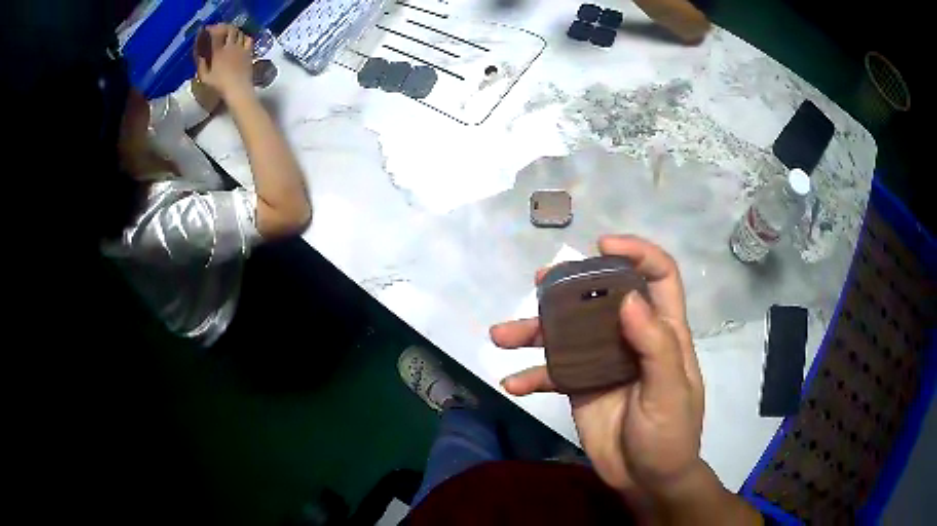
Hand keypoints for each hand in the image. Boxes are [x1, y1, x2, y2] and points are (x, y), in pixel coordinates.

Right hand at [195, 24, 253, 100]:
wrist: (237, 89)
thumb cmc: (218, 86)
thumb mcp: (204, 77)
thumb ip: (200, 64)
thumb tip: (199, 53)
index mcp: (218, 51)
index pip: (216, 34)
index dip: (212, 29)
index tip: (208, 28)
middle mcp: (230, 46)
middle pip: (230, 29)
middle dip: (224, 27)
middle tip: (220, 29)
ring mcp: (241, 48)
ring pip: (239, 32)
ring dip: (234, 30)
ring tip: (230, 33)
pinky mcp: (249, 52)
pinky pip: (248, 39)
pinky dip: (244, 36)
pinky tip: (241, 39)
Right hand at [490, 236, 704, 504]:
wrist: (646, 480)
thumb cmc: (669, 436)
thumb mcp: (669, 393)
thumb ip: (655, 347)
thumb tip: (628, 298)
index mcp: (663, 333)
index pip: (659, 277)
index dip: (638, 253)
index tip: (603, 246)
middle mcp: (631, 338)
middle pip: (603, 297)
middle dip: (572, 285)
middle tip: (542, 281)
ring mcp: (603, 362)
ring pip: (569, 333)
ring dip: (535, 331)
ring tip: (502, 335)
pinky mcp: (581, 386)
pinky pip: (553, 372)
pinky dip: (532, 375)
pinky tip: (513, 384)